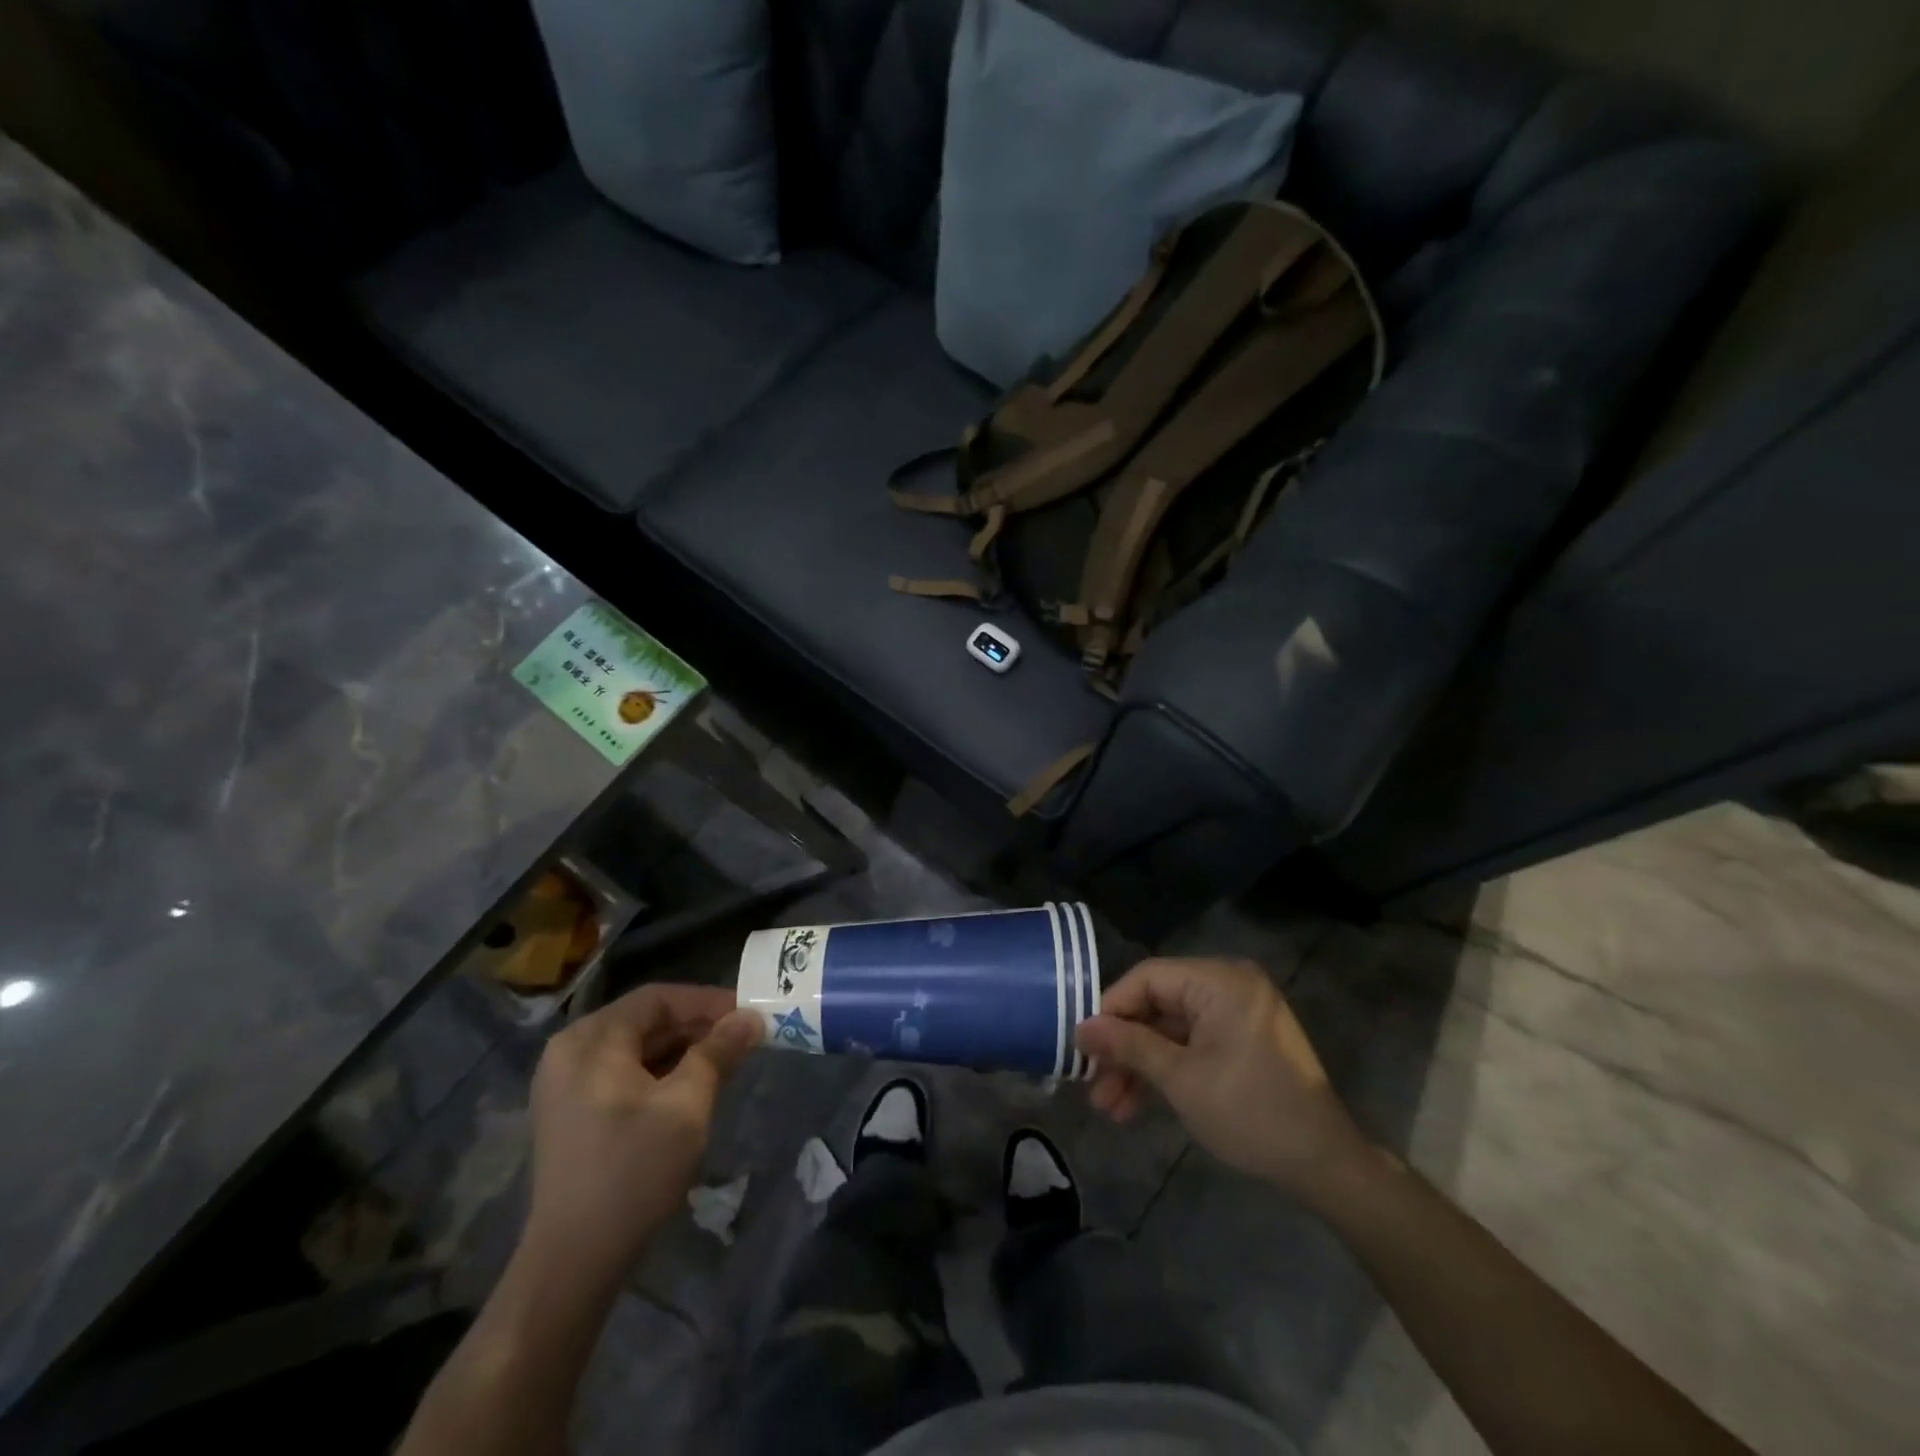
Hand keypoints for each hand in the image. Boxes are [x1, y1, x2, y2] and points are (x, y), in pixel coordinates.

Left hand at [522, 983, 762, 1280]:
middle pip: (645, 1020)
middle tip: (742, 1038)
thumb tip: (751, 1017)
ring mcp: (565, 1082)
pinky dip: (660, 1071)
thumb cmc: (633, 1172)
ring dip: (682, 1048)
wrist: (573, 1261)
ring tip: (726, 1061)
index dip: (707, 1001)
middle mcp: (571, 1050)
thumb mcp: (687, 1105)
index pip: (658, 998)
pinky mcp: (570, 1111)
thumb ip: (719, 1052)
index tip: (748, 1014)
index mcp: (591, 1040)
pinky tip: (692, 1086)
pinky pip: (622, 1071)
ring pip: (636, 1046)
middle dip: (697, 1026)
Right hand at [1075, 957, 1371, 1202]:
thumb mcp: (1181, 1079)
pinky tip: (1136, 1104)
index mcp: (1219, 980)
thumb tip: (1080, 1028)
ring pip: (1169, 1030)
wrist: (1326, 1167)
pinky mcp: (1240, 1041)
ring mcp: (1235, 1014)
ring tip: (1110, 1108)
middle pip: (1156, 1005)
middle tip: (1093, 1087)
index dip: (1110, 1009)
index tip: (1083, 1046)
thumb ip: (1128, 1046)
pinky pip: (1190, 1044)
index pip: (1147, 977)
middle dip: (1123, 1048)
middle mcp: (1228, 985)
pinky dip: (1165, 1070)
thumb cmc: (1251, 1113)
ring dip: (1139, 1066)